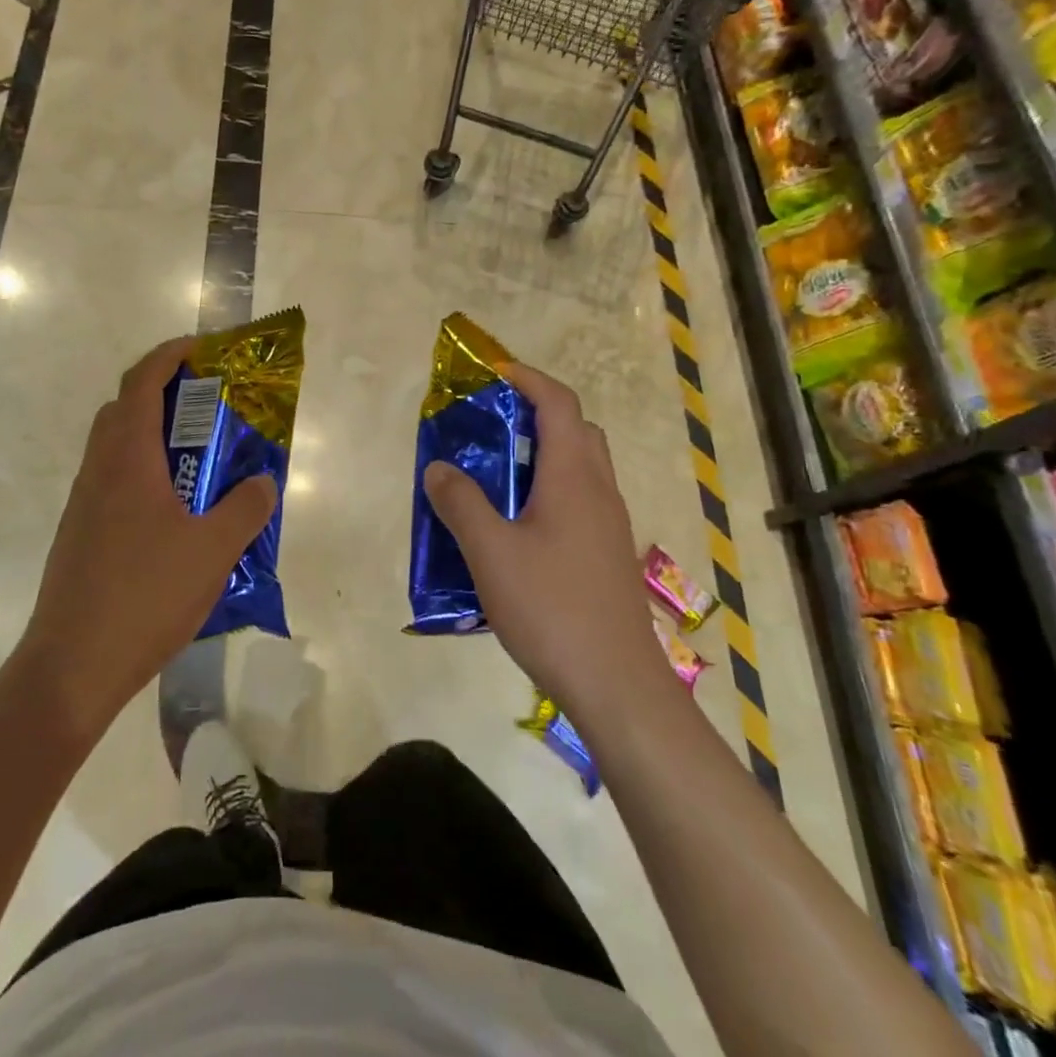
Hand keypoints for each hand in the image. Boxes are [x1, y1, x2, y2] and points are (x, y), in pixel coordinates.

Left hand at [17, 338, 277, 739]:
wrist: (72, 666)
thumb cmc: (145, 595)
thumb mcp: (213, 550)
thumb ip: (246, 508)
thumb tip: (264, 481)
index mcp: (127, 459)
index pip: (143, 381)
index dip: (172, 354)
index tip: (204, 349)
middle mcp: (98, 470)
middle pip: (124, 407)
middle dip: (165, 391)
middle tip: (209, 403)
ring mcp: (84, 503)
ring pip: (117, 446)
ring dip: (154, 435)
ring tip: (200, 457)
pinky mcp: (80, 533)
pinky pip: (114, 481)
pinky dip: (144, 472)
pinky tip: (175, 512)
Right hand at [423, 361, 674, 731]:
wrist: (616, 683)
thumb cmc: (552, 607)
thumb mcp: (490, 552)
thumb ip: (460, 503)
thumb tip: (439, 468)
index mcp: (574, 476)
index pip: (558, 403)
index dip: (528, 378)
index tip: (494, 373)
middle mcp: (599, 490)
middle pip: (576, 429)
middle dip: (536, 413)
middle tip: (493, 424)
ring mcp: (609, 524)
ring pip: (581, 466)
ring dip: (544, 453)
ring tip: (497, 472)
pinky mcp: (607, 554)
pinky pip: (581, 499)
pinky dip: (551, 489)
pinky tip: (518, 526)